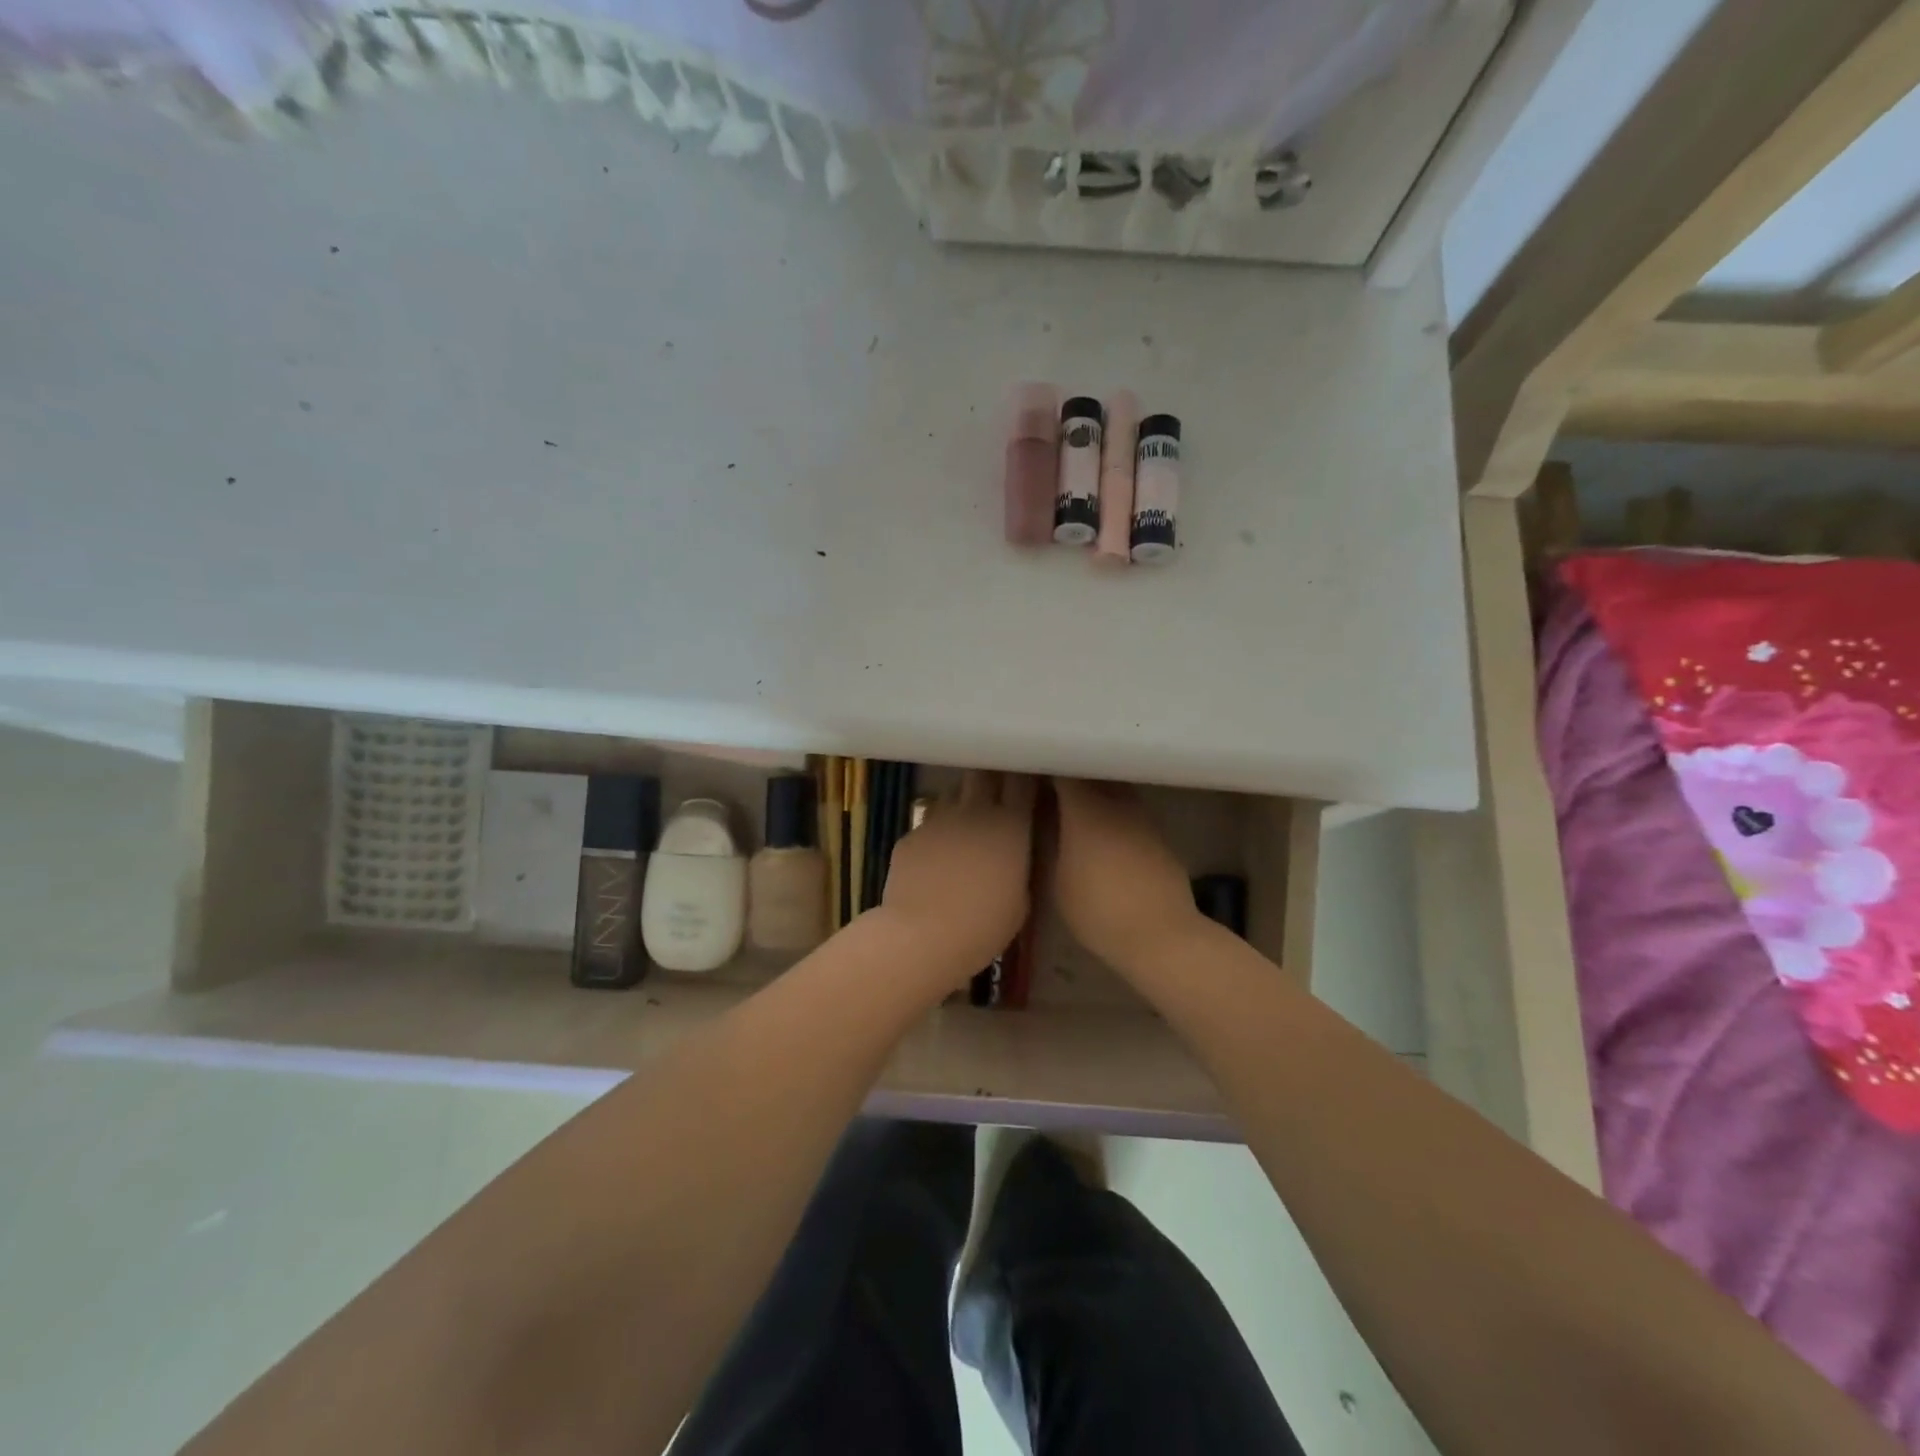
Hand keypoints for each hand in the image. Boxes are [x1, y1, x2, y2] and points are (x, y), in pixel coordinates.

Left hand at [880, 771, 1036, 988]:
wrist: (922, 936)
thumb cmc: (984, 925)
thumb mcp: (1020, 900)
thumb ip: (1019, 866)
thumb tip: (1013, 855)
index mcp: (1010, 825)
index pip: (1022, 781)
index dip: (1025, 778)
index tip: (1029, 783)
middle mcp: (974, 811)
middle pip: (983, 774)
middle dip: (990, 778)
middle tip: (996, 794)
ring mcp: (937, 819)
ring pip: (952, 794)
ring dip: (961, 802)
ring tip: (964, 825)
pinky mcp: (910, 835)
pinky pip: (927, 823)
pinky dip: (935, 833)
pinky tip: (935, 858)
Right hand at [1050, 778, 1204, 976]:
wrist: (1161, 935)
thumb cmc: (1098, 910)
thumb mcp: (1057, 881)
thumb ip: (1049, 842)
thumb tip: (1043, 819)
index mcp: (1086, 809)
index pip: (1065, 772)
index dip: (1048, 769)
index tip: (1033, 774)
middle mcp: (1117, 803)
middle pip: (1093, 775)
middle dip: (1073, 778)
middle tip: (1052, 790)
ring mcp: (1143, 817)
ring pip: (1115, 791)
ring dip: (1097, 794)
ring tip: (1077, 812)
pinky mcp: (1160, 836)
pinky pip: (1131, 812)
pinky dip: (1116, 815)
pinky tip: (1106, 837)